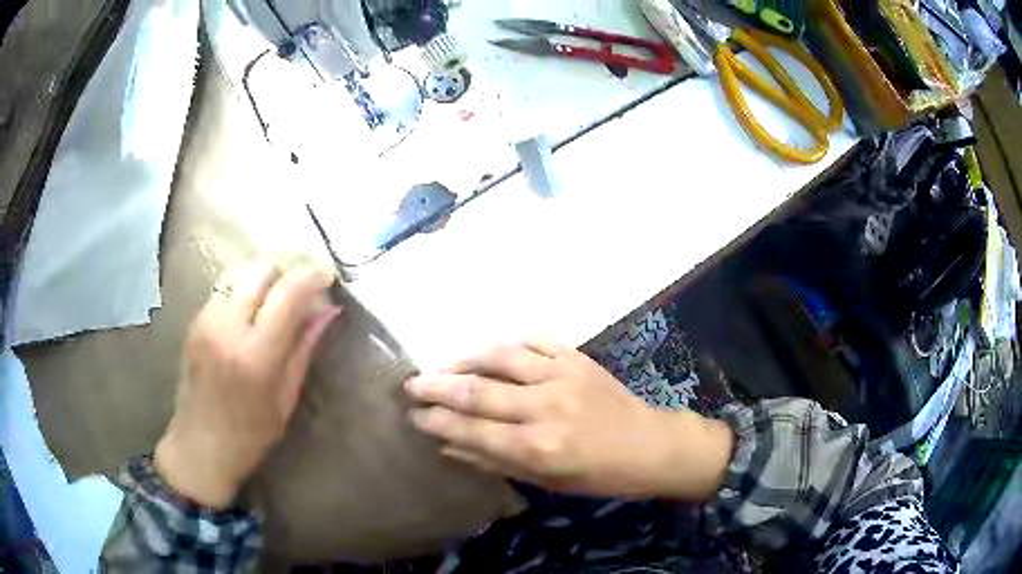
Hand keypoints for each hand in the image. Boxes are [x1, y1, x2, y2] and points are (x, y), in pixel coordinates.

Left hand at [154, 263, 341, 508]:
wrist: (199, 445)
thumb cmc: (249, 435)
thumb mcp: (285, 399)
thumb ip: (304, 349)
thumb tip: (328, 310)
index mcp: (255, 355)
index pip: (288, 293)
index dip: (312, 277)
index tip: (327, 280)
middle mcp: (227, 327)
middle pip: (261, 268)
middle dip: (286, 272)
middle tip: (300, 292)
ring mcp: (206, 320)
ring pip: (241, 272)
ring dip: (263, 280)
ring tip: (274, 303)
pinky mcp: (195, 321)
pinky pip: (225, 289)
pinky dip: (244, 291)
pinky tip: (250, 316)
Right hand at [405, 340, 732, 499]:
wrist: (649, 446)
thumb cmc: (597, 475)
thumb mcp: (545, 482)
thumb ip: (495, 460)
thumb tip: (448, 444)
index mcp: (538, 446)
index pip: (472, 429)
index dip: (437, 421)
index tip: (413, 414)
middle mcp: (545, 407)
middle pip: (477, 391)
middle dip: (436, 387)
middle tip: (411, 384)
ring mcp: (562, 375)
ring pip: (501, 357)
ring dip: (466, 360)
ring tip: (443, 365)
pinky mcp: (577, 358)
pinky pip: (535, 340)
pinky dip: (509, 345)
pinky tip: (493, 352)